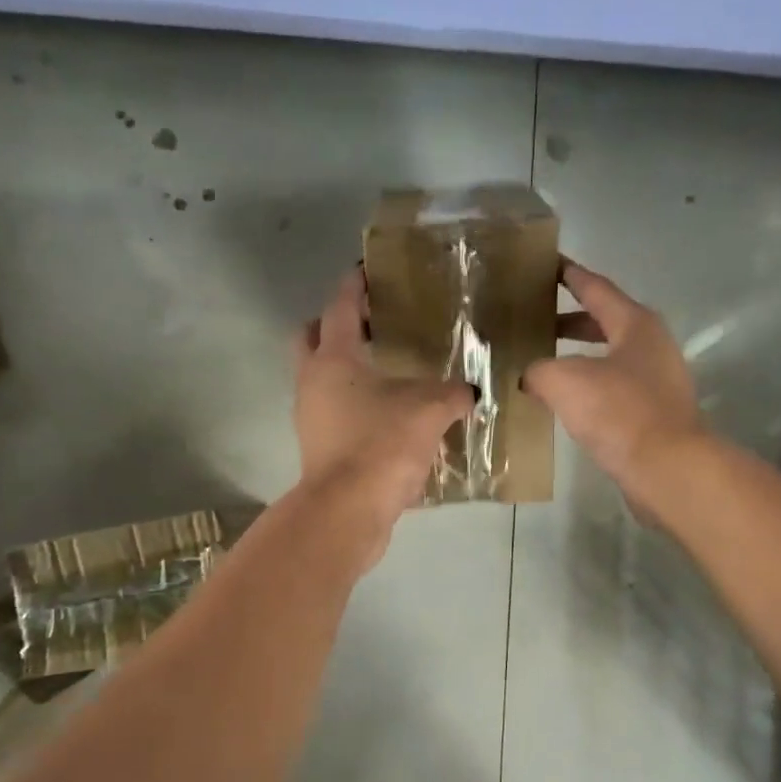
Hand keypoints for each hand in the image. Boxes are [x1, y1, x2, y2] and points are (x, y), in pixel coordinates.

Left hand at [293, 268, 473, 559]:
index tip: (368, 269)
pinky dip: (355, 404)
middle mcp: (313, 381)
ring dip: (347, 368)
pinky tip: (389, 414)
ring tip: (388, 370)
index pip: (341, 307)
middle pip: (312, 337)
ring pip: (322, 377)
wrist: (347, 512)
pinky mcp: (319, 448)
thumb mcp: (429, 411)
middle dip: (336, 325)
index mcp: (334, 359)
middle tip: (373, 324)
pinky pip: (334, 412)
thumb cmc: (381, 445)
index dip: (356, 285)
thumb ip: (452, 394)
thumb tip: (468, 392)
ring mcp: (311, 417)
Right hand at [522, 258, 704, 513]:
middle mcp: (651, 345)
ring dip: (576, 357)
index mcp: (635, 324)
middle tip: (533, 319)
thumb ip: (538, 370)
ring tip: (541, 362)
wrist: (666, 467)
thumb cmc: (618, 411)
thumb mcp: (564, 381)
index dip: (569, 275)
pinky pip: (612, 388)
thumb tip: (530, 377)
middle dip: (568, 321)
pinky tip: (563, 401)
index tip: (547, 264)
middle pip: (604, 322)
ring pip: (607, 357)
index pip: (596, 288)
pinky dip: (586, 386)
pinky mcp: (653, 413)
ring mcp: (656, 380)